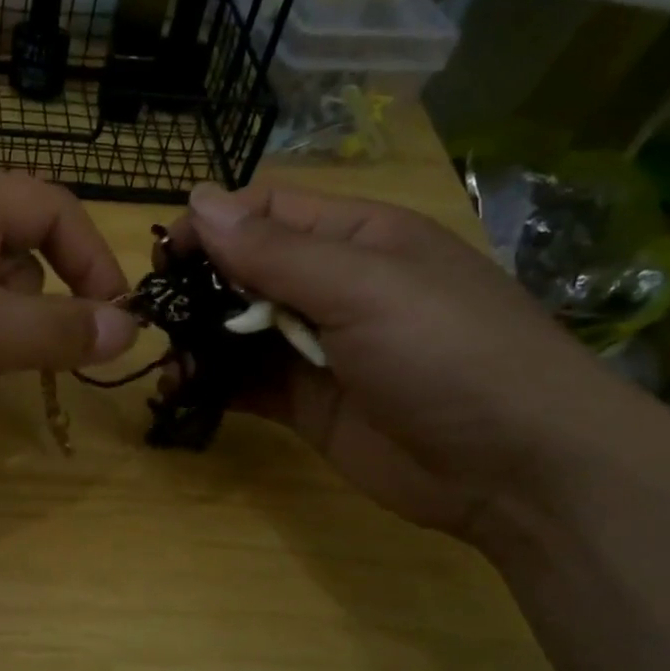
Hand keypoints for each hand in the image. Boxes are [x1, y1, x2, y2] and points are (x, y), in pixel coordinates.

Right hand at [174, 182, 663, 542]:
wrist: (515, 470)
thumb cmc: (450, 354)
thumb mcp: (365, 288)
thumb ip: (277, 252)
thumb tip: (200, 200)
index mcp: (356, 239)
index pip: (267, 213)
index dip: (213, 225)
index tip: (164, 256)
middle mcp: (332, 287)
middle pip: (245, 272)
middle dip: (197, 288)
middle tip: (154, 314)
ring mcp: (317, 349)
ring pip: (237, 332)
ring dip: (196, 341)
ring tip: (163, 360)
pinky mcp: (305, 403)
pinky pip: (245, 383)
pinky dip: (210, 385)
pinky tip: (180, 392)